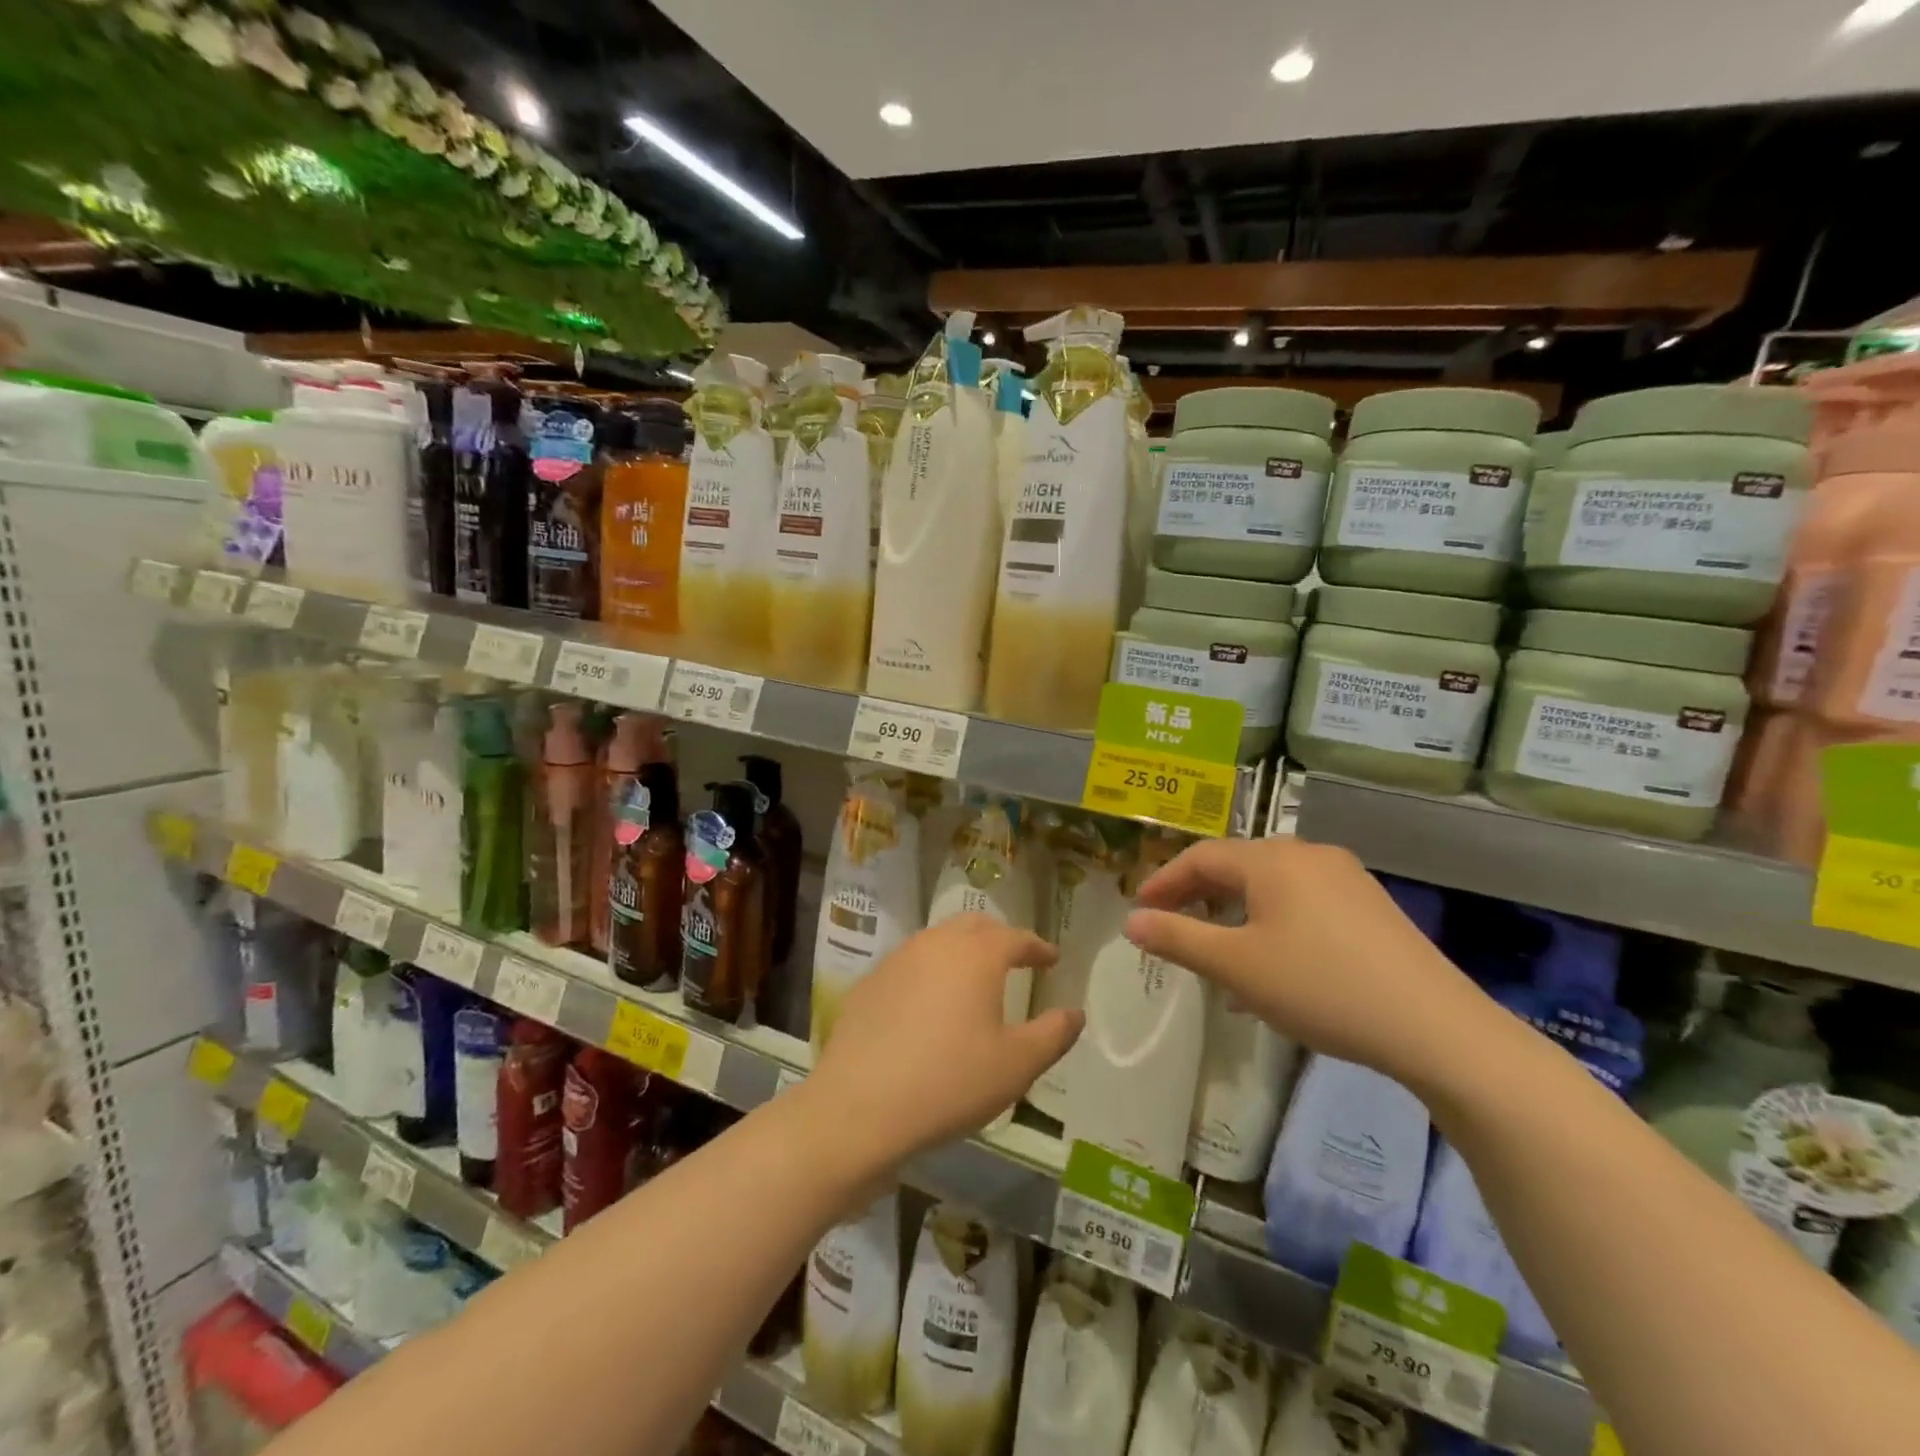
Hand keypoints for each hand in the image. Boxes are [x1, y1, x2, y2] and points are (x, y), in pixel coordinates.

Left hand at [805, 914, 1078, 1168]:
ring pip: (938, 941)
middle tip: (1015, 958)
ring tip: (973, 979)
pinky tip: (929, 1006)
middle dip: (999, 937)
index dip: (1037, 947)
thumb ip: (1053, 1034)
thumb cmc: (949, 1082)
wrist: (859, 1107)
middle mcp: (936, 944)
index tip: (1051, 958)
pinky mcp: (869, 983)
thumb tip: (1075, 1013)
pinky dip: (929, 973)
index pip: (1015, 937)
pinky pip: (909, 966)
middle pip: (974, 926)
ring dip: (961, 951)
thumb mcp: (1016, 1066)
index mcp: (976, 955)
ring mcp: (896, 960)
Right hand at [1123, 837, 1494, 1089]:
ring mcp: (1346, 879)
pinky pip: (1304, 903)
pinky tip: (1272, 967)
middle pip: (1237, 866)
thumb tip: (1131, 921)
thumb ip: (1177, 939)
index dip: (1164, 880)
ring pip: (1272, 887)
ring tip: (1218, 953)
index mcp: (1271, 860)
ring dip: (1235, 913)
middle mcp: (1308, 855)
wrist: (1434, 1027)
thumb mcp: (1235, 966)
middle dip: (1198, 895)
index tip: (1139, 909)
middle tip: (1171, 925)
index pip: (1201, 856)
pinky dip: (1272, 924)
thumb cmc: (1319, 987)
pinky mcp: (1371, 907)